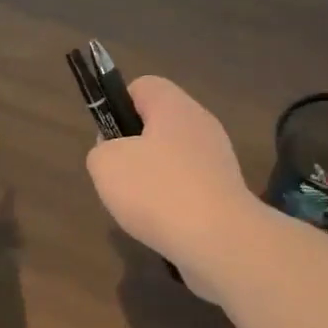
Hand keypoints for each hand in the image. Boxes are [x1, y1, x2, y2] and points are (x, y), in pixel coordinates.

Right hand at [85, 76, 261, 293]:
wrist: (219, 241)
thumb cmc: (158, 191)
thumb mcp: (106, 164)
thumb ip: (101, 150)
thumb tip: (115, 153)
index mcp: (175, 107)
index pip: (142, 86)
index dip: (117, 106)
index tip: (108, 139)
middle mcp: (201, 125)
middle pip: (158, 124)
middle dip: (133, 149)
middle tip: (119, 177)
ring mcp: (218, 161)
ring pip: (172, 159)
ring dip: (151, 180)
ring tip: (139, 207)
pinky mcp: (226, 193)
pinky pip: (188, 188)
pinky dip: (172, 203)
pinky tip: (162, 224)